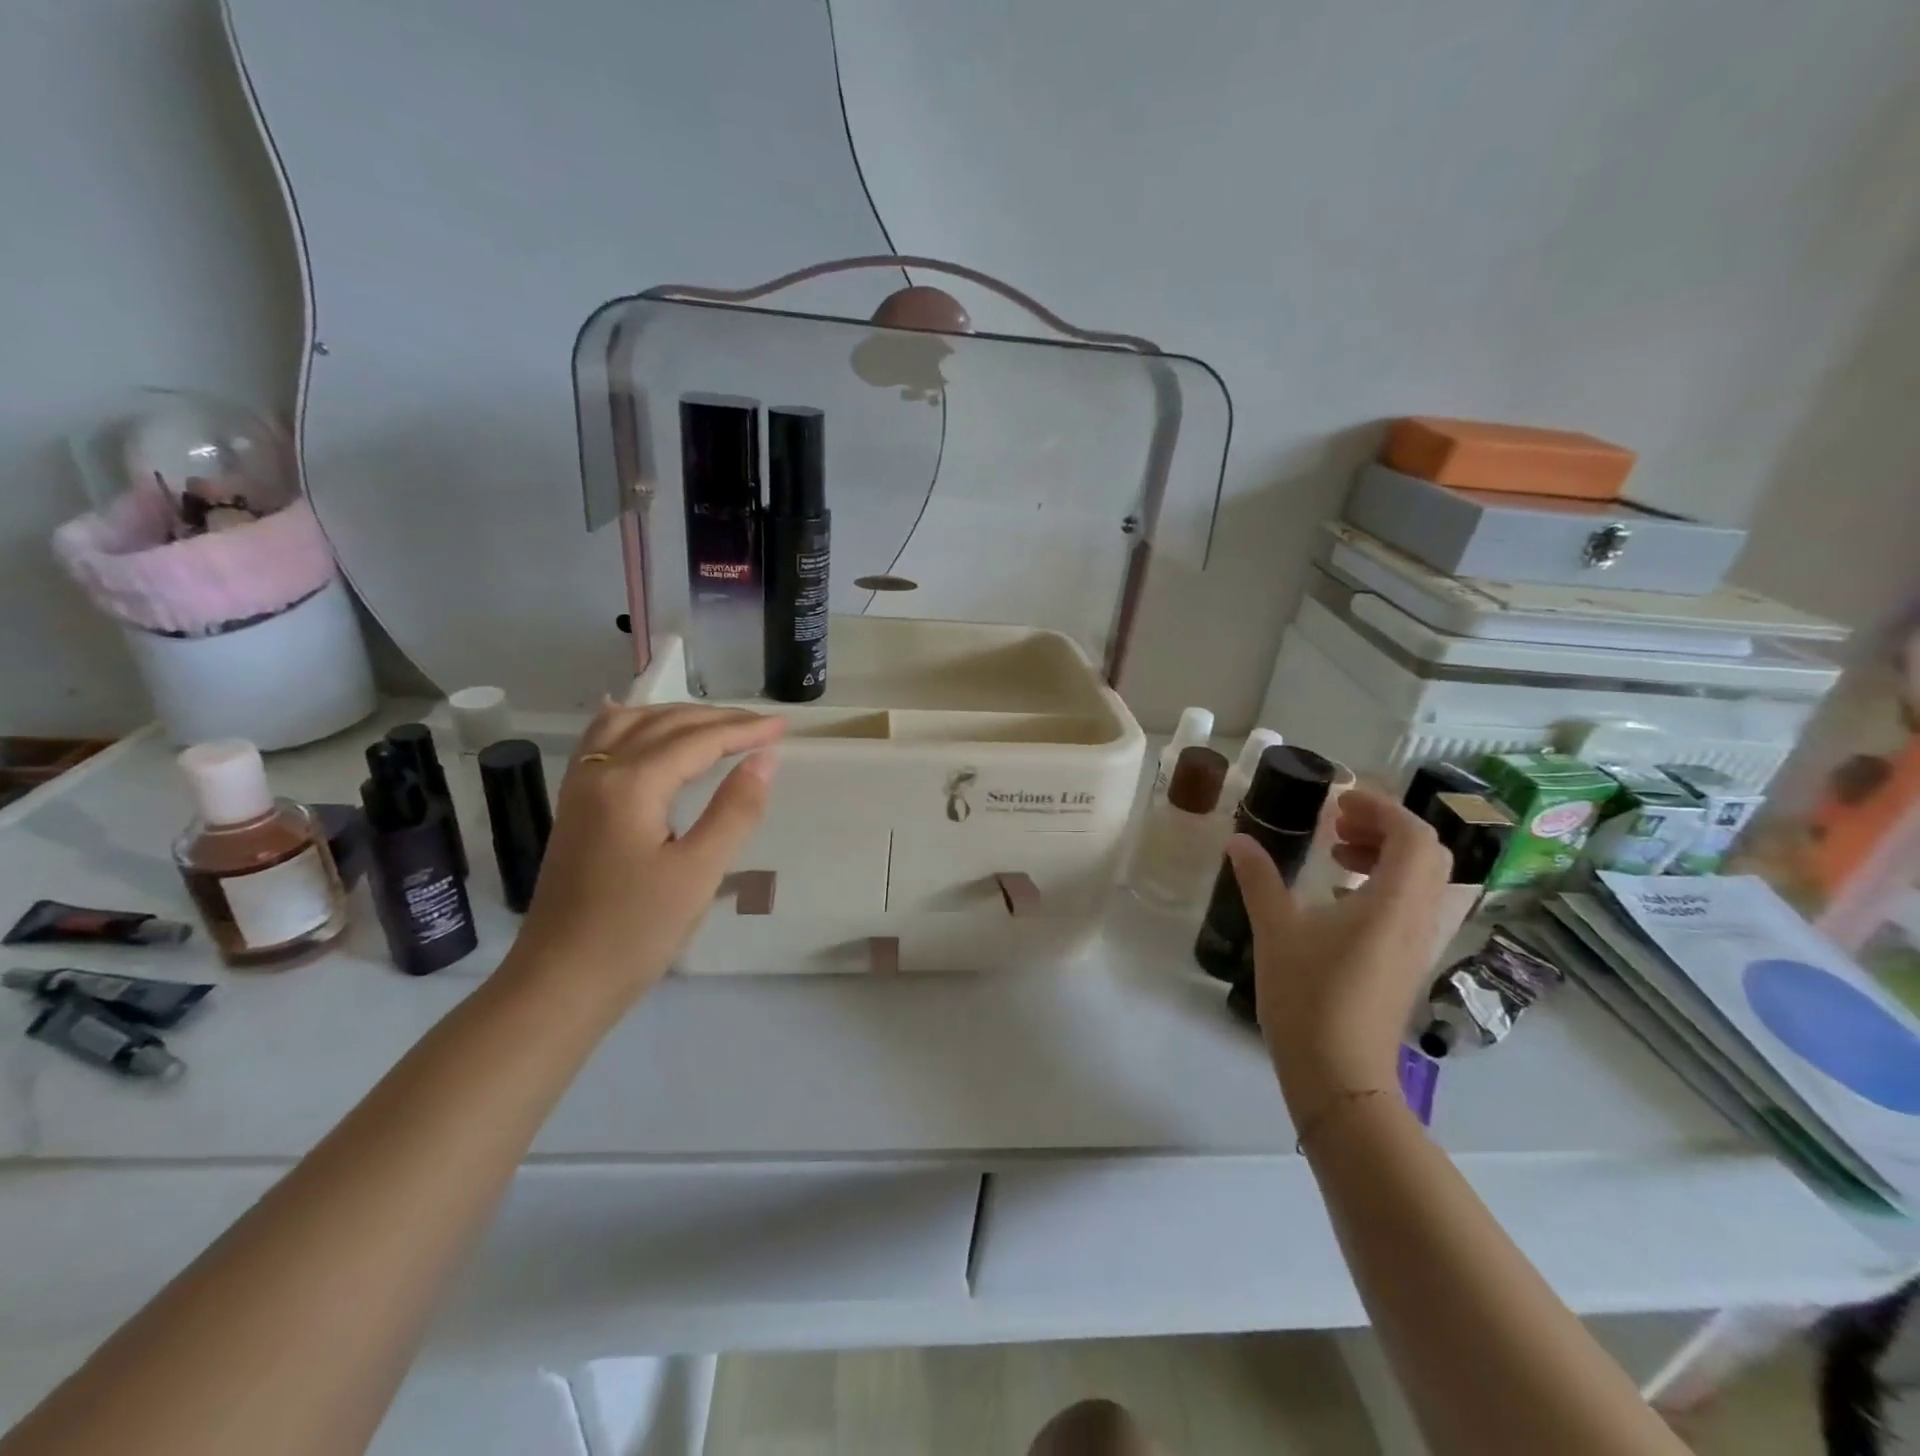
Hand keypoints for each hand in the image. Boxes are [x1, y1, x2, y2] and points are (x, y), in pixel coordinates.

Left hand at [503, 702, 784, 1008]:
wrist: (561, 982)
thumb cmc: (636, 931)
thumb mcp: (699, 872)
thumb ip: (735, 810)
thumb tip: (764, 759)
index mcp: (631, 785)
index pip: (697, 741)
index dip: (744, 730)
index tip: (784, 727)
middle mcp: (600, 772)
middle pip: (664, 724)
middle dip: (717, 719)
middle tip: (763, 725)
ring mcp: (580, 789)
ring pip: (629, 725)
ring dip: (675, 716)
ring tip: (714, 723)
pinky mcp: (575, 809)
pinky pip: (601, 743)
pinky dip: (632, 725)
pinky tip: (639, 724)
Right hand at [1224, 787, 1450, 1112]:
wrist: (1339, 1074)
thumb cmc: (1308, 996)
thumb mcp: (1276, 930)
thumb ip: (1259, 879)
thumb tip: (1238, 840)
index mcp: (1393, 902)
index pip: (1413, 835)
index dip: (1380, 807)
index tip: (1338, 801)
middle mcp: (1419, 918)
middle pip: (1426, 853)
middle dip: (1384, 826)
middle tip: (1337, 823)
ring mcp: (1418, 944)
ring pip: (1423, 881)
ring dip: (1386, 855)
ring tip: (1336, 854)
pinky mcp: (1407, 964)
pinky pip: (1411, 906)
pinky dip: (1384, 884)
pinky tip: (1340, 897)